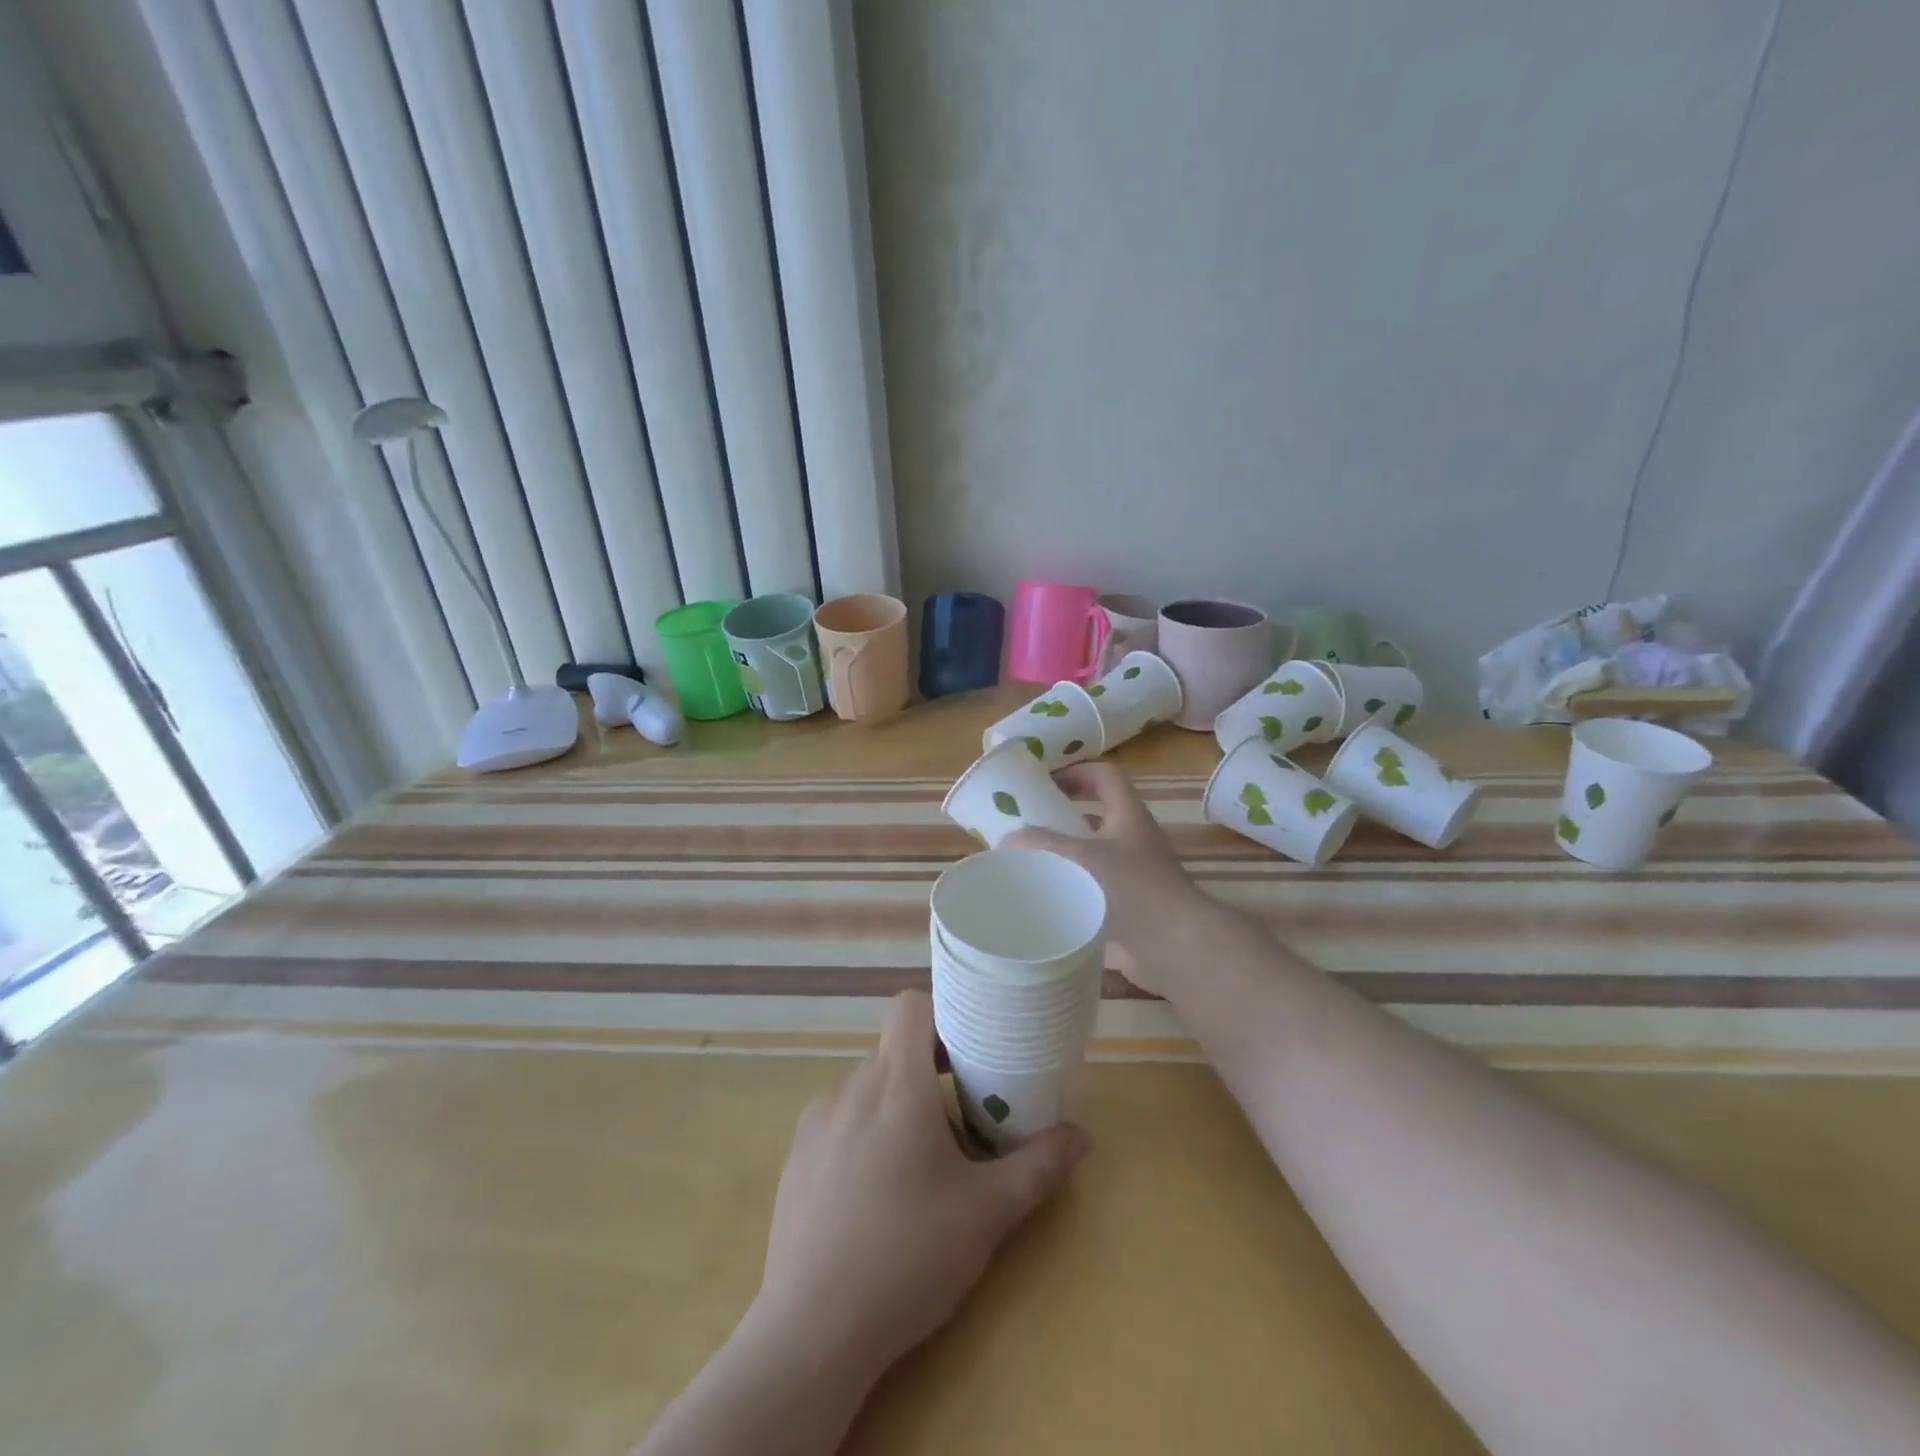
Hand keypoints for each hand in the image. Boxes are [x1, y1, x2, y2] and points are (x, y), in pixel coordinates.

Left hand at [751, 991, 1088, 1385]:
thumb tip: (1080, 1136)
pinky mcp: (796, 1156)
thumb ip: (1038, 1166)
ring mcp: (816, 1121)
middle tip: (963, 1125)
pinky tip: (876, 1199)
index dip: (942, 1014)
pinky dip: (865, 1136)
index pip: (911, 1005)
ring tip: (921, 1171)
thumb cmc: (908, 1257)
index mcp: (896, 1083)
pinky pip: (840, 1122)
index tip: (970, 1049)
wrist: (810, 1333)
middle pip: (896, 1053)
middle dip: (932, 1077)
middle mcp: (850, 1087)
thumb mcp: (988, 1214)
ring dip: (899, 1110)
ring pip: (868, 1090)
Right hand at [1007, 762, 1210, 997]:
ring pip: (1094, 852)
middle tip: (1028, 823)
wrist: (1175, 945)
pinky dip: (1073, 886)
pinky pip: (1095, 884)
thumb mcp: (1081, 858)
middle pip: (1097, 814)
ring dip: (1066, 853)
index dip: (1076, 771)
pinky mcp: (1130, 904)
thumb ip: (1042, 845)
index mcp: (1128, 815)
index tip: (1044, 781)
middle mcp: (1134, 839)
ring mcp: (1135, 873)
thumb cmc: (1133, 889)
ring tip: (1030, 860)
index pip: (1105, 776)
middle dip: (1062, 816)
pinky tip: (1047, 897)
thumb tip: (1006, 839)